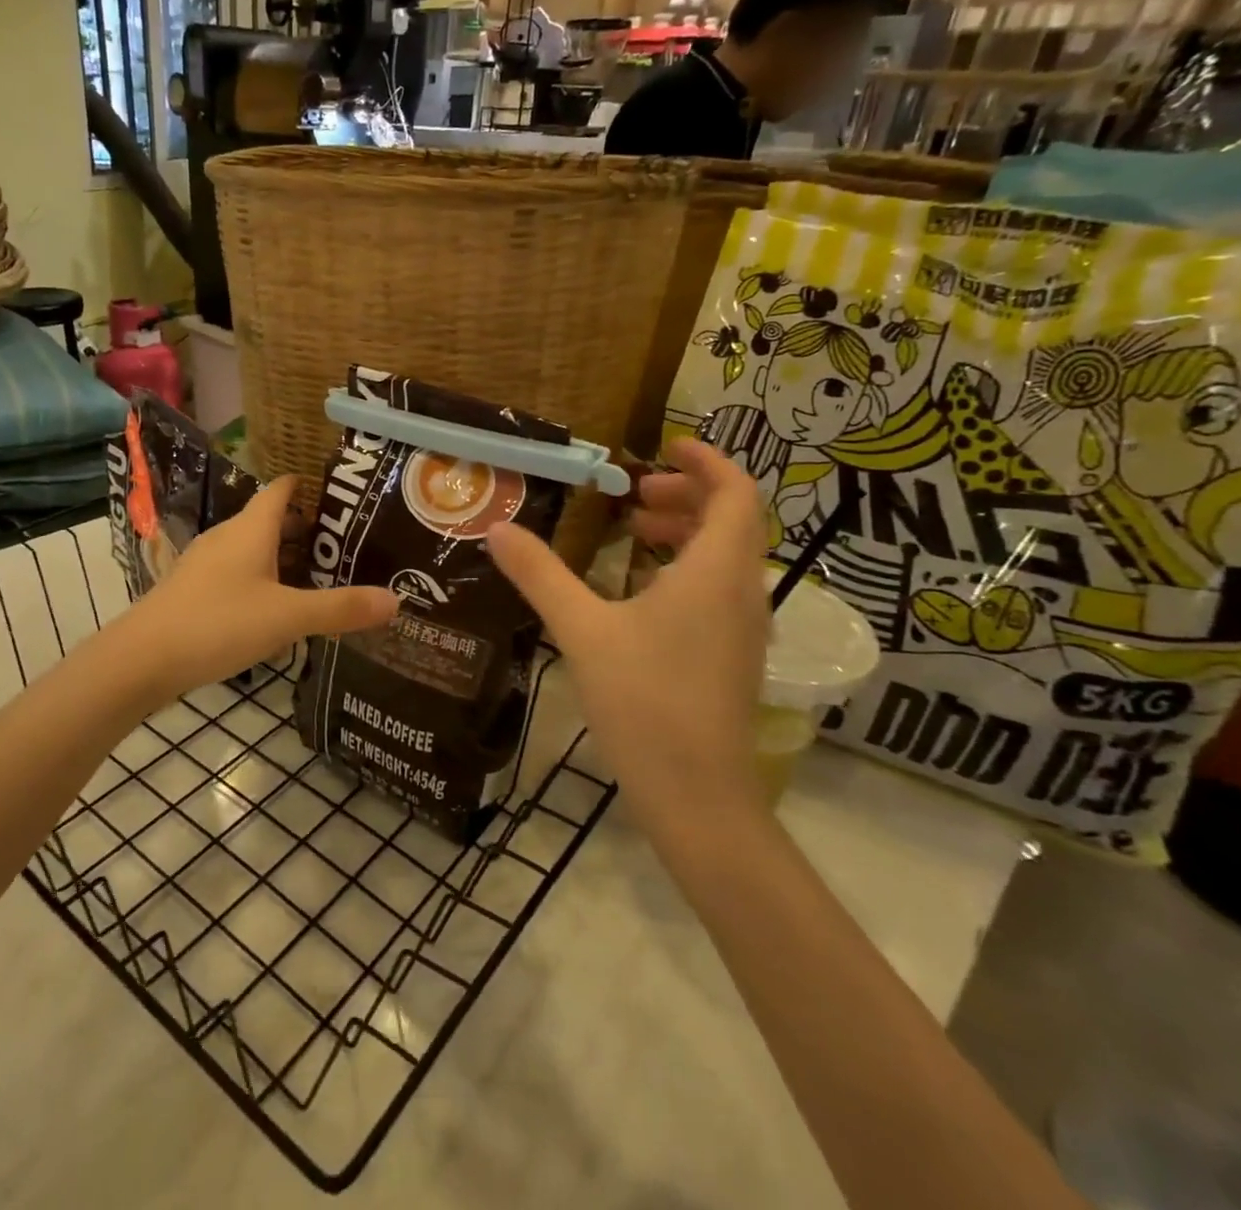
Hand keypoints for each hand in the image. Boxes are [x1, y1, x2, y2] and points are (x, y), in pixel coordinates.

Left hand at [118, 477, 397, 700]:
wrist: (142, 659)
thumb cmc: (218, 623)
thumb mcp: (287, 618)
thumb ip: (341, 609)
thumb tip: (397, 601)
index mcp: (251, 529)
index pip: (282, 489)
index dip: (310, 486)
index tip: (344, 496)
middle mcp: (227, 537)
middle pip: (271, 520)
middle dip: (306, 530)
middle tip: (346, 547)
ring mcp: (206, 563)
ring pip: (253, 549)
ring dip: (284, 559)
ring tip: (319, 579)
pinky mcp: (193, 590)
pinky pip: (237, 574)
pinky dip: (262, 581)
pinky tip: (276, 611)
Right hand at [486, 438, 770, 830]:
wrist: (696, 795)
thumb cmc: (645, 701)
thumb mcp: (582, 630)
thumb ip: (540, 575)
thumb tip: (497, 529)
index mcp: (716, 572)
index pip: (736, 493)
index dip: (706, 460)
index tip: (664, 445)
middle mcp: (742, 592)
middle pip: (732, 520)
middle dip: (685, 494)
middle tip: (632, 494)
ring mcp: (743, 627)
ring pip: (726, 556)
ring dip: (685, 531)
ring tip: (632, 532)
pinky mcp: (733, 655)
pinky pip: (718, 588)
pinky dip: (685, 567)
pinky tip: (638, 589)